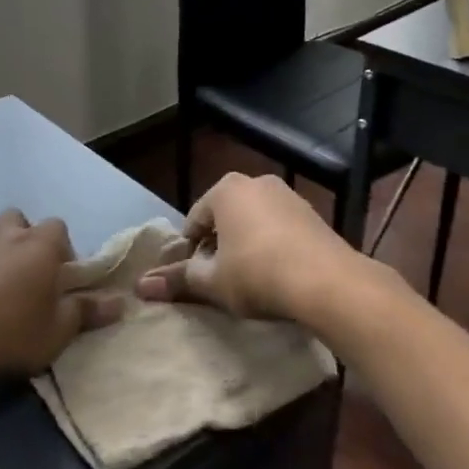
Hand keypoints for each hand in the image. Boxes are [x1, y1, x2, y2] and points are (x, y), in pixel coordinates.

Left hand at [0, 211, 116, 389]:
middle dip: (26, 238)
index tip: (61, 278)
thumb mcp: (56, 333)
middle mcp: (6, 234)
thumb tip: (119, 302)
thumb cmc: (8, 334)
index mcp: (40, 246)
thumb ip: (86, 313)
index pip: (59, 228)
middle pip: (20, 219)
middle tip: (27, 273)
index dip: (62, 250)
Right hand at [134, 173, 359, 323]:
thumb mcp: (212, 281)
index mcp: (226, 190)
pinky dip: (272, 246)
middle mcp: (256, 183)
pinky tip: (276, 274)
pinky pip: (279, 228)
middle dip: (218, 245)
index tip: (194, 277)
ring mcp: (288, 195)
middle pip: (224, 216)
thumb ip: (177, 280)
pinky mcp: (312, 214)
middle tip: (219, 278)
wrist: (328, 282)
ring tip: (248, 280)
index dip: (189, 250)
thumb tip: (140, 286)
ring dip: (246, 245)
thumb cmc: (258, 274)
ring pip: (253, 221)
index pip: (194, 219)